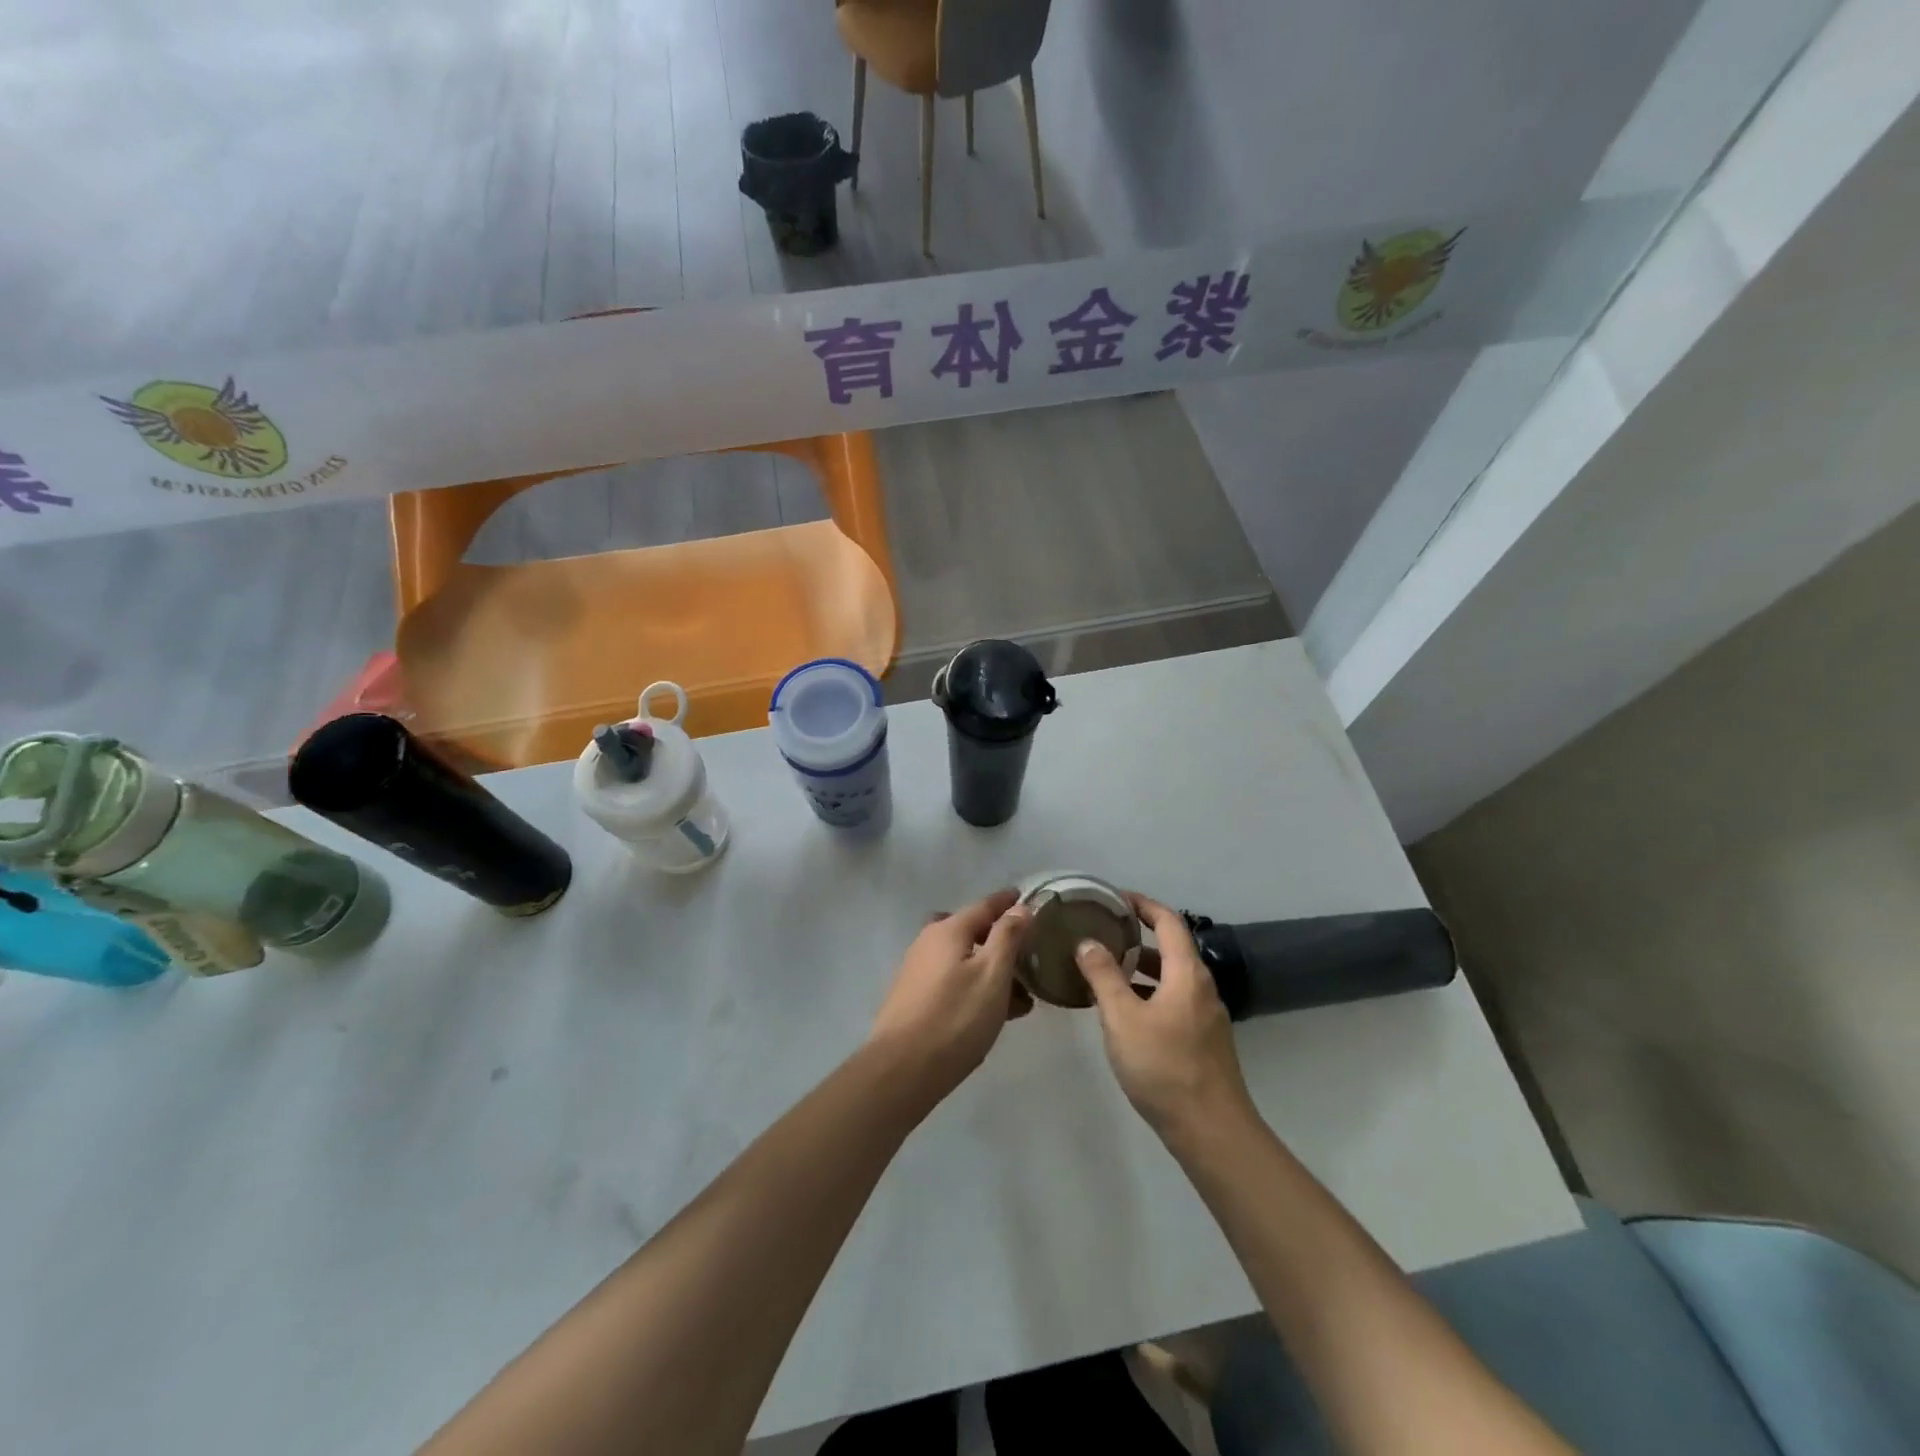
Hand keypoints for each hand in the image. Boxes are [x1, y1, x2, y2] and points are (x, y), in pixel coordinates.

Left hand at [868, 889, 1033, 1105]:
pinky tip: (990, 1012)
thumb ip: (1007, 937)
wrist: (902, 1068)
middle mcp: (928, 942)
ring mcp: (917, 970)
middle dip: (998, 939)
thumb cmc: (955, 1017)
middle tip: (1026, 954)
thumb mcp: (992, 974)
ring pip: (961, 959)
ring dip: (989, 969)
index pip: (984, 905)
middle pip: (969, 931)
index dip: (1007, 902)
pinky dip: (974, 986)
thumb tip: (1019, 907)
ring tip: (1019, 997)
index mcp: (947, 930)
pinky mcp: (913, 997)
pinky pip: (952, 980)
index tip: (1026, 898)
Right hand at [1075, 893, 1255, 1143]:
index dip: (1143, 904)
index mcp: (1186, 973)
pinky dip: (1148, 995)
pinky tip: (1123, 1014)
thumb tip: (1087, 941)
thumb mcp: (1122, 1017)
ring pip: (1170, 978)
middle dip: (1136, 937)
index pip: (1168, 921)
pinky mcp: (1203, 1041)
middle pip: (1171, 948)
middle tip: (1101, 933)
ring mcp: (1205, 1016)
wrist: (1211, 1130)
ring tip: (1104, 971)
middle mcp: (1201, 987)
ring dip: (1140, 969)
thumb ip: (1103, 975)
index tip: (1114, 898)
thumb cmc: (1164, 1066)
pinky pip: (1173, 1002)